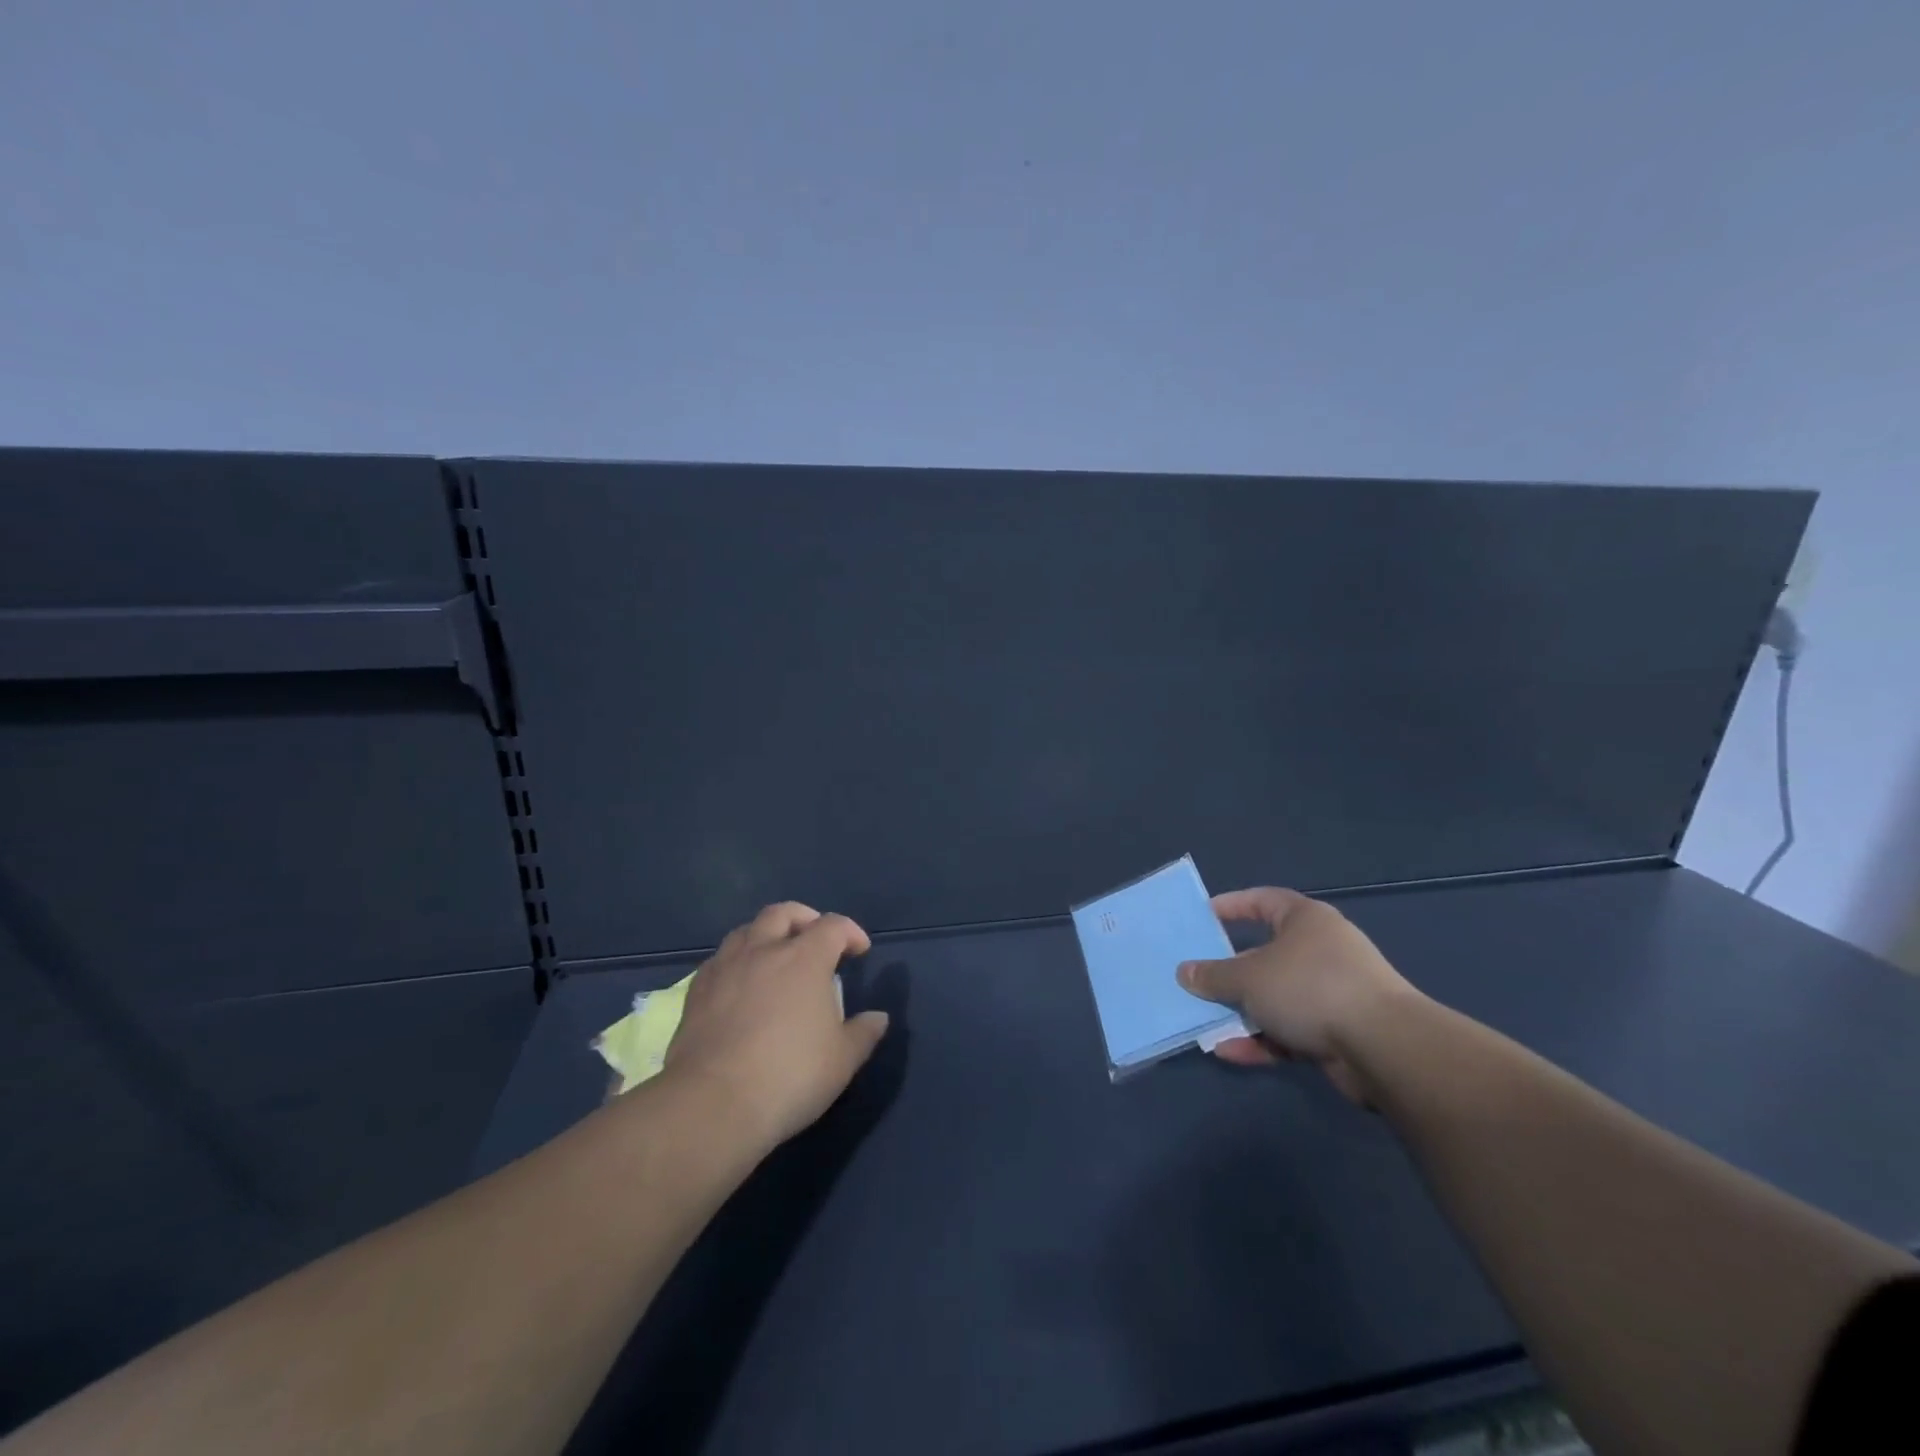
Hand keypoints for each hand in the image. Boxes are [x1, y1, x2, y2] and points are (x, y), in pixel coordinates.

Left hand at [663, 902, 888, 1148]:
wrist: (713, 1103)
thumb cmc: (789, 1076)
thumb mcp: (842, 1061)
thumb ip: (863, 1033)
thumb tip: (878, 1017)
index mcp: (805, 958)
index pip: (833, 926)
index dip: (850, 932)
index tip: (859, 951)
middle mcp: (764, 951)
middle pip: (783, 913)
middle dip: (804, 919)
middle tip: (816, 939)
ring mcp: (726, 968)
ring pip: (746, 930)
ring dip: (766, 935)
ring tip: (775, 957)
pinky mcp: (696, 991)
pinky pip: (719, 960)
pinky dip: (736, 961)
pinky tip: (740, 985)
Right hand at [1176, 887, 1419, 1104]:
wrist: (1384, 1047)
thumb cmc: (1310, 988)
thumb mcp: (1248, 977)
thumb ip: (1213, 975)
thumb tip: (1185, 972)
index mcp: (1306, 920)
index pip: (1263, 900)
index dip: (1232, 906)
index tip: (1203, 917)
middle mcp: (1321, 951)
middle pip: (1265, 955)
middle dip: (1230, 971)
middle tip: (1198, 978)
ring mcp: (1332, 993)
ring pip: (1275, 998)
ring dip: (1242, 1011)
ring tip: (1205, 1022)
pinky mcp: (1339, 1032)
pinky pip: (1289, 1031)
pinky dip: (1261, 1040)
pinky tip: (1230, 1052)